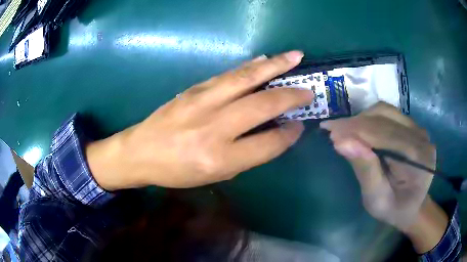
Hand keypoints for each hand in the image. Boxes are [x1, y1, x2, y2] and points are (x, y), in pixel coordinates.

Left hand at [87, 51, 313, 189]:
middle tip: (309, 90)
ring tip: (295, 57)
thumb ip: (248, 155)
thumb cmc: (177, 171)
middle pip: (263, 104)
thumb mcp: (215, 174)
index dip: (289, 134)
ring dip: (275, 66)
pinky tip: (264, 60)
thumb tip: (275, 133)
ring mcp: (203, 101)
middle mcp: (214, 126)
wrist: (141, 151)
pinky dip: (251, 66)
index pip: (269, 143)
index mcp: (220, 157)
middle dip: (292, 95)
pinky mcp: (194, 88)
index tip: (300, 125)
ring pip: (247, 78)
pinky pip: (229, 74)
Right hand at [320, 102, 435, 231]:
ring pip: (386, 112)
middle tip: (332, 130)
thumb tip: (342, 142)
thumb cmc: (394, 209)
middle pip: (385, 119)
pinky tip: (360, 129)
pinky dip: (370, 118)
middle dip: (355, 123)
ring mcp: (418, 129)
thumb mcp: (376, 199)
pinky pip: (389, 114)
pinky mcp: (413, 126)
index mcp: (417, 160)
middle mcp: (421, 138)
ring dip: (362, 118)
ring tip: (344, 130)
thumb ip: (365, 170)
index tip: (329, 130)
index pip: (384, 135)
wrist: (412, 206)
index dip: (356, 131)